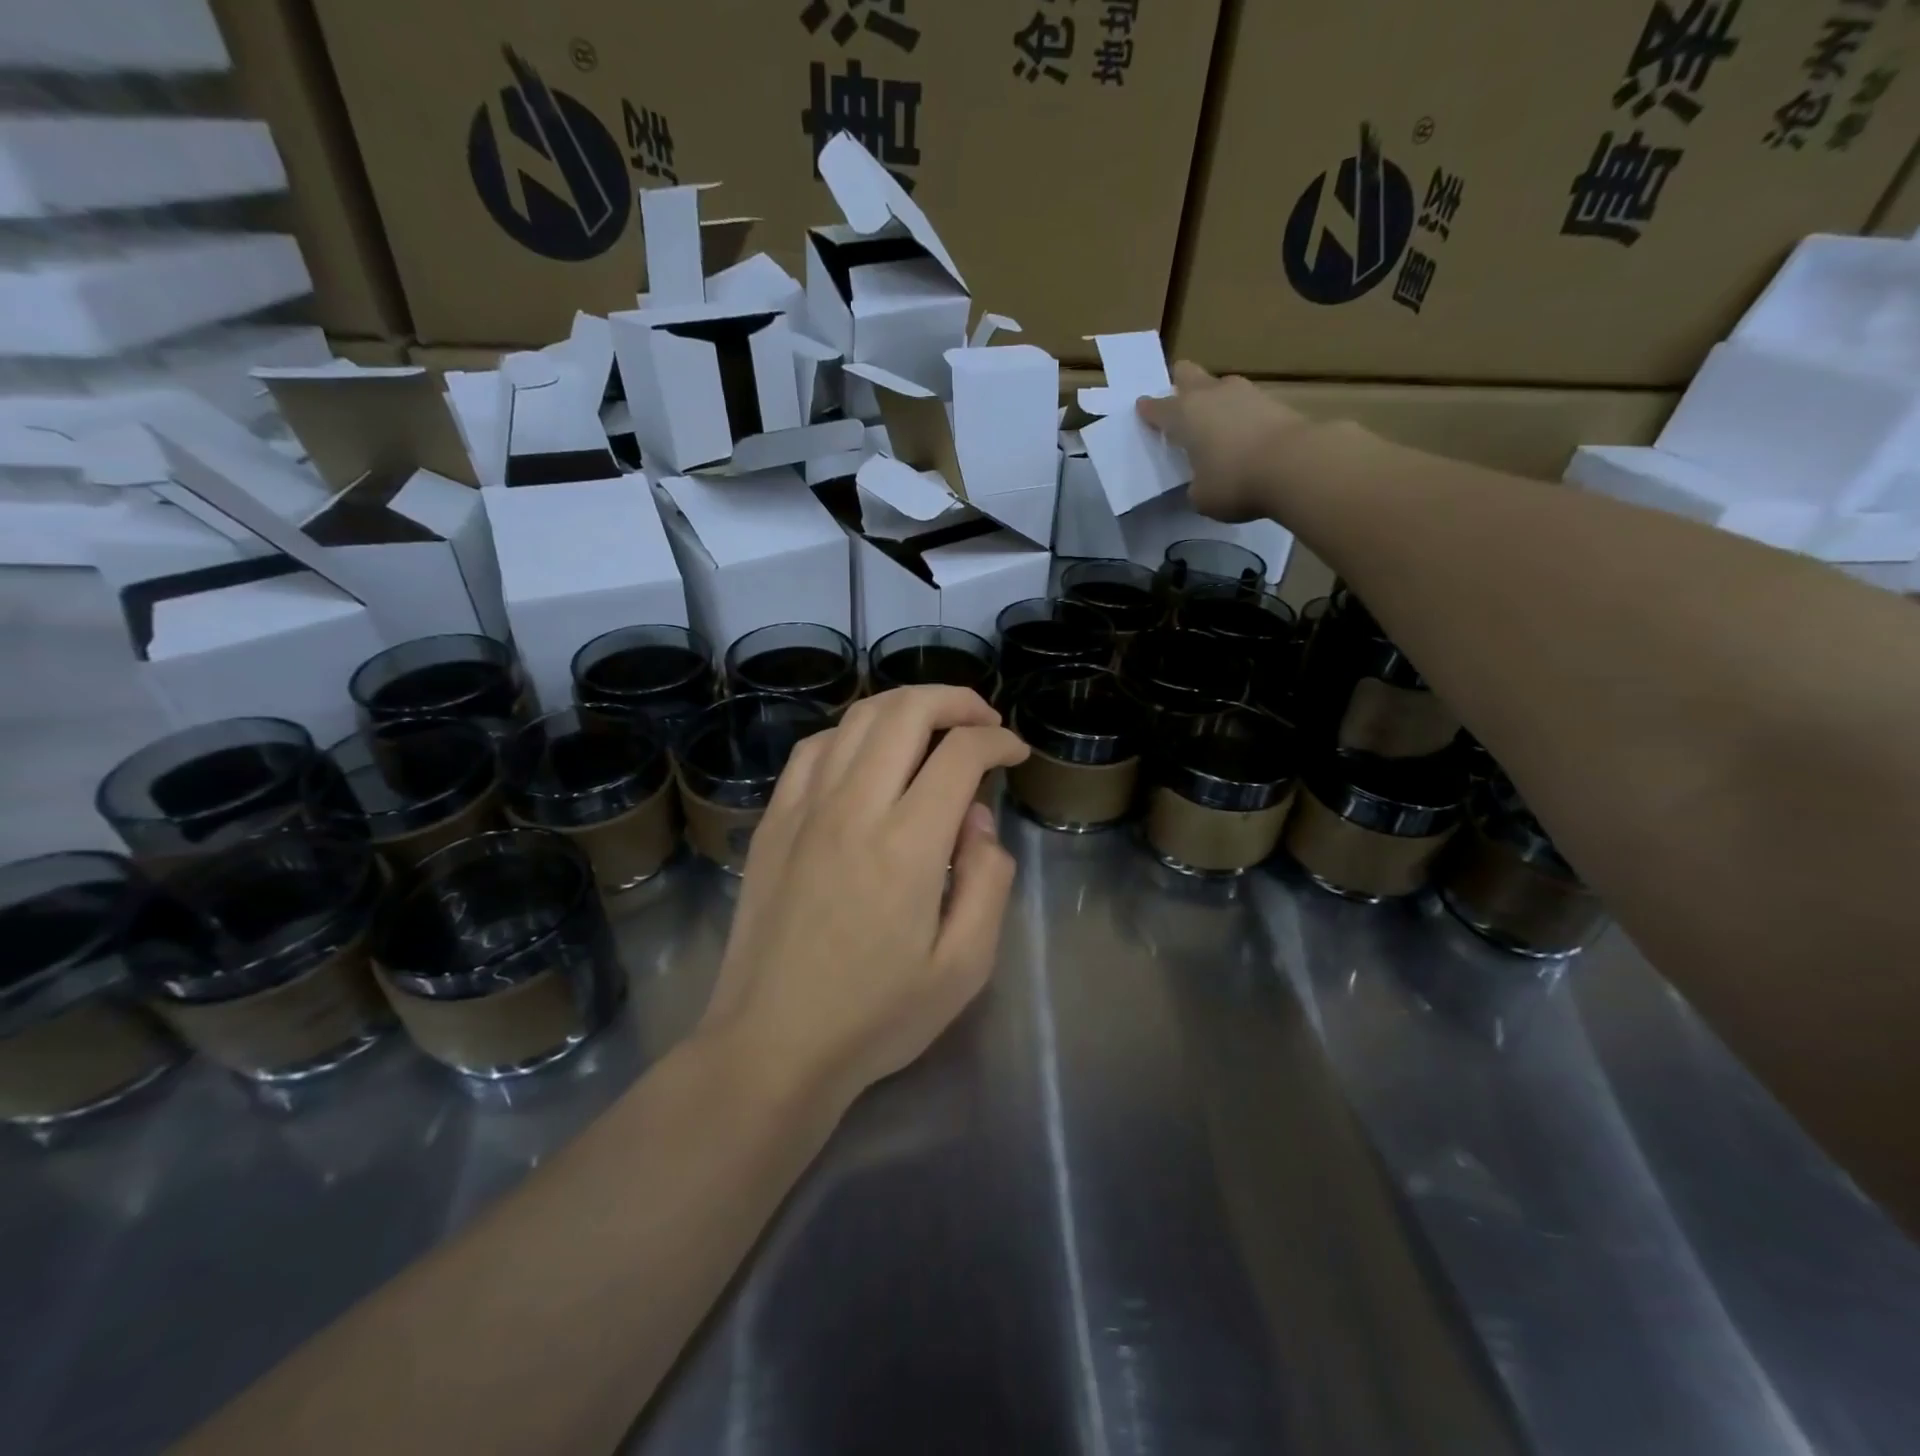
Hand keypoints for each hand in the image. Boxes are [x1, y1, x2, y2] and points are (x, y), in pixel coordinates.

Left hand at [702, 686, 1030, 1110]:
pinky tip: (867, 752)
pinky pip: (813, 749)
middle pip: (905, 712)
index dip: (998, 741)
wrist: (771, 1045)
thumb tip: (976, 819)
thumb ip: (987, 880)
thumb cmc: (876, 1016)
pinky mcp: (773, 821)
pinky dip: (851, 732)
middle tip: (983, 720)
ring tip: (933, 724)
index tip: (1015, 752)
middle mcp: (853, 808)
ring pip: (856, 719)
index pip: (960, 754)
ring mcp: (804, 809)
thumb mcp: (964, 966)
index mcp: (907, 845)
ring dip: (904, 706)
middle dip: (955, 701)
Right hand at [1137, 361, 1309, 523]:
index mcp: (1184, 414)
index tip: (1143, 412)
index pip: (1156, 407)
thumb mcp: (1201, 497)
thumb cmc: (1234, 482)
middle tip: (1180, 409)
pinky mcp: (1274, 401)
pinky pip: (1246, 404)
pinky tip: (1243, 437)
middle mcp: (1210, 394)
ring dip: (1214, 401)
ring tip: (1216, 428)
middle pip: (1187, 374)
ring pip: (1220, 386)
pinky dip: (1240, 417)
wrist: (1295, 465)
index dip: (1148, 411)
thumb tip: (1203, 480)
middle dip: (1180, 385)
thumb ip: (1195, 485)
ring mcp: (1245, 393)